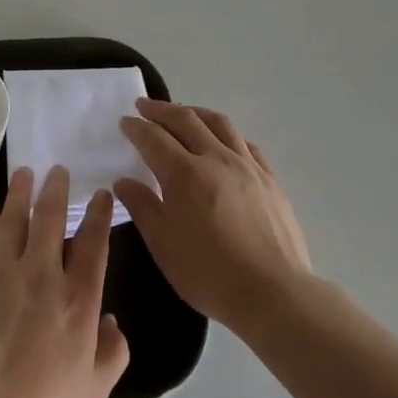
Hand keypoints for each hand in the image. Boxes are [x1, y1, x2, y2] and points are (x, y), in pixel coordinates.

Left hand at [0, 166, 129, 397]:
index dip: (100, 215)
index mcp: (78, 299)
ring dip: (20, 194)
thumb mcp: (93, 393)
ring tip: (24, 174)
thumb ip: (112, 354)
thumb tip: (112, 322)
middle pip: (51, 219)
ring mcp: (1, 275)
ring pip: (13, 221)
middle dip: (56, 190)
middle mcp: (41, 275)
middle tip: (58, 170)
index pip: (93, 244)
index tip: (102, 195)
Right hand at [115, 99, 311, 332]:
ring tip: (183, 112)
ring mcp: (247, 165)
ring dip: (195, 112)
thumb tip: (124, 181)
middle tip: (145, 105)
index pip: (154, 138)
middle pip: (186, 120)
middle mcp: (215, 158)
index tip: (125, 122)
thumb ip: (142, 207)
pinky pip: (244, 143)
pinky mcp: (269, 179)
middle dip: (161, 110)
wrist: (273, 292)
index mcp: (184, 173)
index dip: (136, 127)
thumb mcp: (163, 245)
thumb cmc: (209, 272)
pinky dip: (226, 135)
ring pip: (219, 123)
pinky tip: (223, 142)